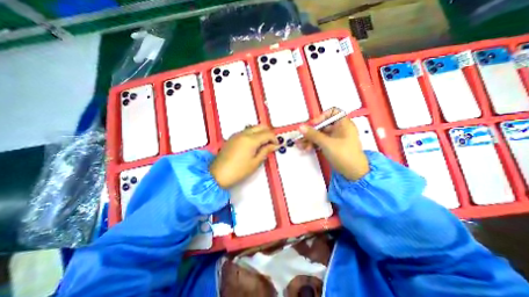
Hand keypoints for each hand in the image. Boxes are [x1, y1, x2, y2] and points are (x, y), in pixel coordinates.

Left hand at [210, 125, 280, 187]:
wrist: (218, 174)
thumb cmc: (238, 171)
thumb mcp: (255, 162)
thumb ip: (265, 151)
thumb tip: (274, 146)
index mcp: (251, 140)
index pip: (267, 133)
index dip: (274, 139)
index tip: (277, 145)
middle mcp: (243, 133)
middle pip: (260, 126)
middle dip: (268, 133)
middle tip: (271, 143)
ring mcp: (237, 134)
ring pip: (253, 127)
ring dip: (260, 133)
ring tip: (263, 144)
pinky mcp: (232, 138)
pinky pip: (246, 131)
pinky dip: (253, 134)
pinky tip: (253, 144)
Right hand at [299, 108, 367, 179]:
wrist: (353, 173)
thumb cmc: (344, 155)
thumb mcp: (327, 143)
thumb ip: (313, 134)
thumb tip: (301, 127)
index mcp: (344, 124)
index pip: (332, 112)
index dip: (321, 116)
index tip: (313, 124)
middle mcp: (340, 129)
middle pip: (322, 125)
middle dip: (311, 132)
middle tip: (301, 136)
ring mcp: (335, 138)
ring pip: (320, 134)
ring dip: (310, 139)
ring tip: (301, 145)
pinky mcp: (332, 146)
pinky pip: (320, 142)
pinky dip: (313, 144)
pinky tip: (306, 148)